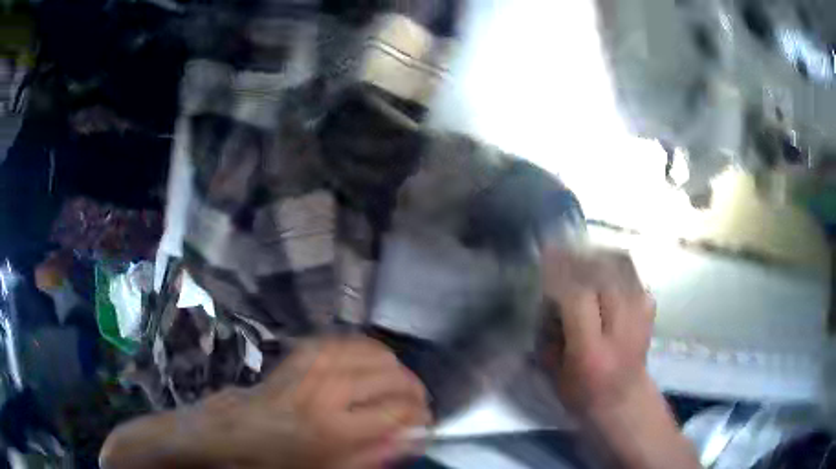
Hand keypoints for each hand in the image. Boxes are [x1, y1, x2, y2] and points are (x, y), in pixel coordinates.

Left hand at [101, 337, 431, 468]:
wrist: (239, 429)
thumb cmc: (282, 460)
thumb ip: (376, 455)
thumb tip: (414, 436)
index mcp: (334, 426)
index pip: (397, 411)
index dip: (419, 414)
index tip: (425, 420)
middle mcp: (327, 388)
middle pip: (392, 376)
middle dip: (413, 389)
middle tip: (416, 404)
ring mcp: (315, 363)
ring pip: (375, 353)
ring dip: (395, 369)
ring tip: (399, 385)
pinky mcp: (305, 350)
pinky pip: (351, 342)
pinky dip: (371, 352)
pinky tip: (374, 366)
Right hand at [538, 248, 654, 413]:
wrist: (625, 399)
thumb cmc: (582, 393)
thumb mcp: (554, 374)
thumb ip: (548, 335)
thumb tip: (545, 294)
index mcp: (592, 351)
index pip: (578, 299)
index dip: (561, 273)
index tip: (545, 255)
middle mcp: (620, 330)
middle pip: (603, 276)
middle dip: (579, 257)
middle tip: (560, 248)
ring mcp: (640, 317)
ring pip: (621, 269)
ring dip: (598, 255)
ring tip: (580, 251)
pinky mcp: (649, 309)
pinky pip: (632, 273)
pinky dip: (616, 263)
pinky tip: (602, 263)